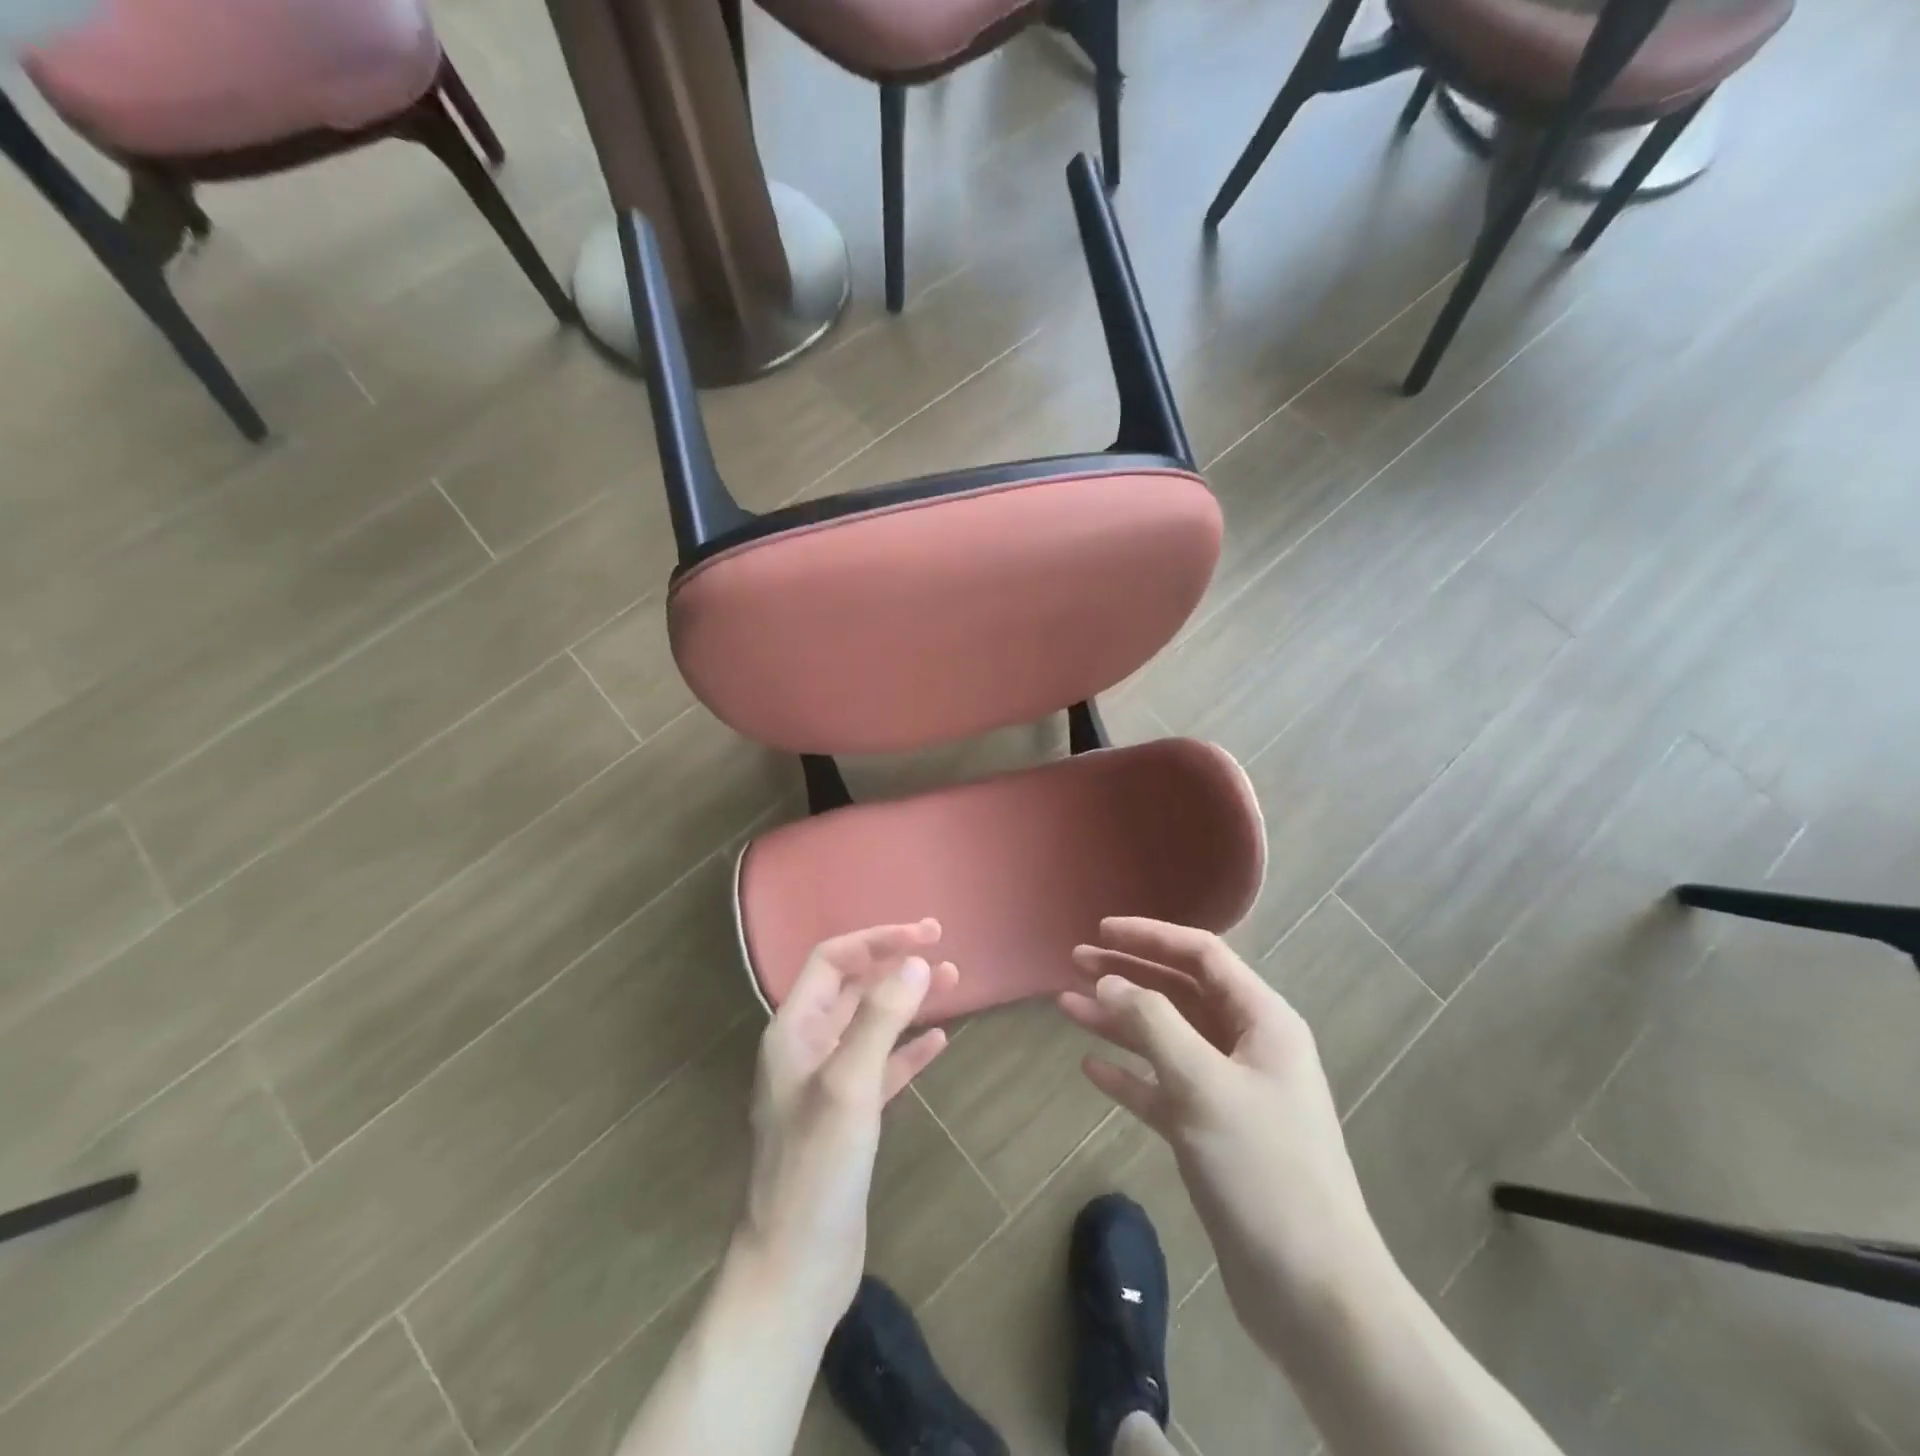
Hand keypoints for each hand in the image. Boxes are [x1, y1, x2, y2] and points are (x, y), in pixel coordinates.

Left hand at [736, 921, 958, 1324]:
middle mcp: (806, 1048)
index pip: (834, 960)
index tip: (926, 934)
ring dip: (908, 1001)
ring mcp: (826, 1085)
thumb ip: (881, 1018)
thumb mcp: (848, 1084)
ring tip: (954, 983)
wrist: (794, 1267)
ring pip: (872, 1025)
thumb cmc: (815, 1168)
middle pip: (854, 988)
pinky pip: (882, 1067)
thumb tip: (916, 961)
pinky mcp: (848, 1119)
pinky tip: (939, 1041)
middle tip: (944, 949)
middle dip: (896, 964)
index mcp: (794, 1030)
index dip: (878, 940)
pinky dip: (909, 1049)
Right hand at [1059, 918, 1389, 1354]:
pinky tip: (1092, 1067)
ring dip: (1119, 1021)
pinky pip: (1163, 1088)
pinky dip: (1130, 1074)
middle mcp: (1248, 1048)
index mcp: (1263, 1022)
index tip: (1102, 930)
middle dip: (1128, 975)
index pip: (1203, 956)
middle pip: (1180, 993)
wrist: (1314, 1295)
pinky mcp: (1213, 1136)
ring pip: (1167, 1040)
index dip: (1151, 937)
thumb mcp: (1203, 1085)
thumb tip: (1109, 980)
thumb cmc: (1263, 1171)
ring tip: (1066, 1006)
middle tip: (1075, 962)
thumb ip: (1153, 1024)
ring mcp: (1231, 1093)